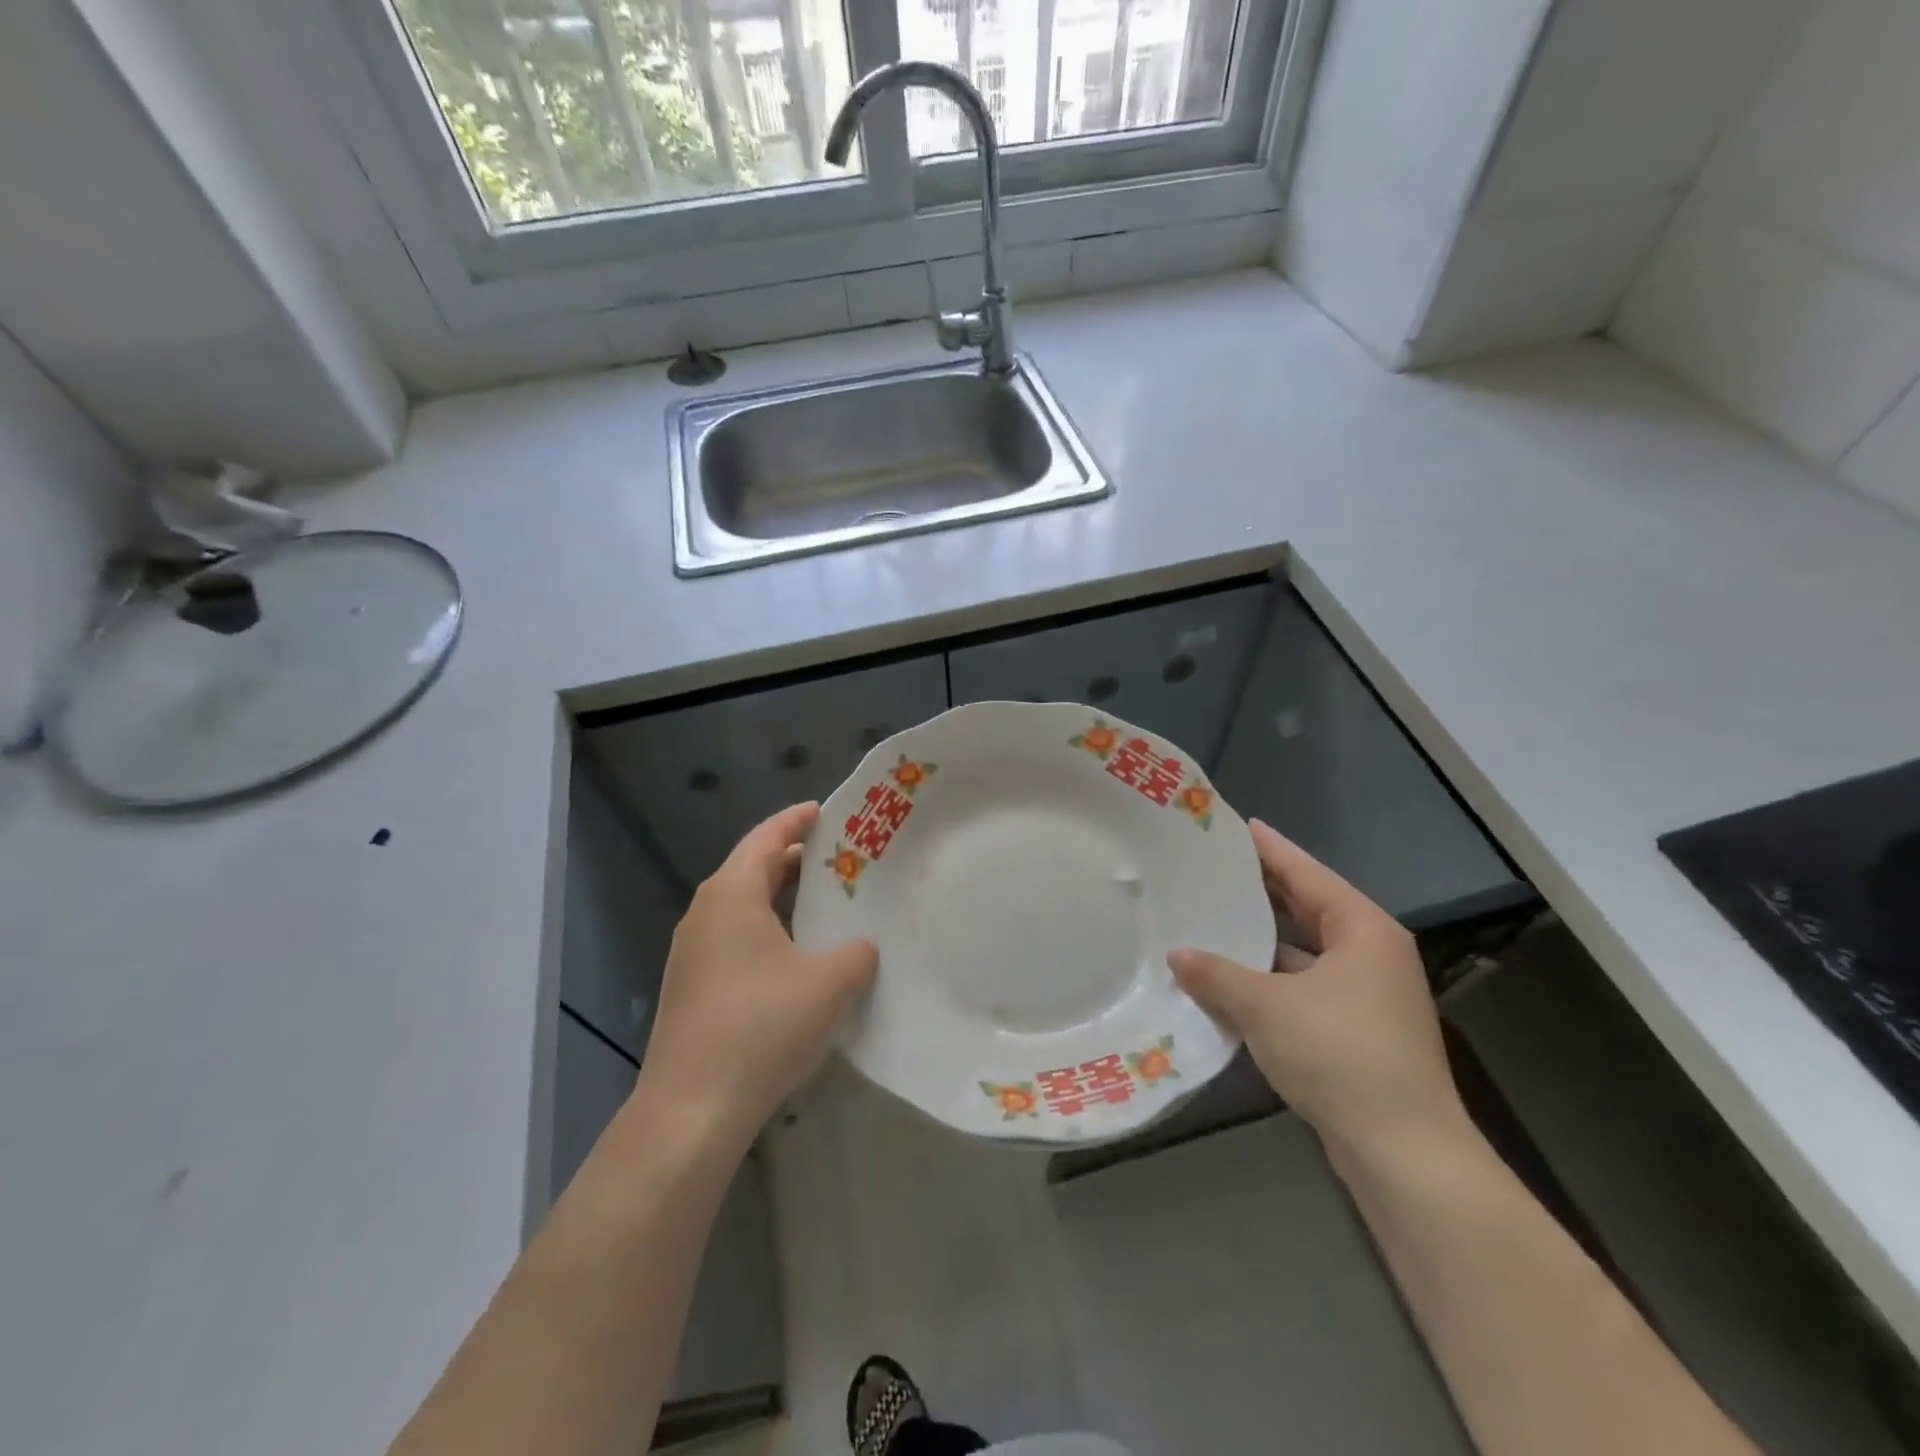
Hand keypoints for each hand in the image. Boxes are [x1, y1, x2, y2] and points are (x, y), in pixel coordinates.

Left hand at [635, 803, 877, 1149]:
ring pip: (745, 906)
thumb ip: (857, 953)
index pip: (767, 837)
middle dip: (797, 860)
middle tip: (842, 858)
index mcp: (732, 894)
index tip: (829, 811)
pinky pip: (737, 937)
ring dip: (783, 898)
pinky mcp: (693, 985)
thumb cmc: (762, 1027)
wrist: (691, 1110)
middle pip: (754, 868)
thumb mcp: (830, 984)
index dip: (799, 820)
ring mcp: (693, 951)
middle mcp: (705, 912)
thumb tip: (861, 947)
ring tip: (826, 902)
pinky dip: (770, 929)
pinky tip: (798, 955)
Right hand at [1168, 820, 1467, 1161]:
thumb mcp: (1266, 1005)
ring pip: (1304, 951)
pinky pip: (1303, 986)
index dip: (1270, 849)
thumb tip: (1177, 954)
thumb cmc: (1339, 1054)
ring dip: (1262, 940)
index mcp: (1362, 930)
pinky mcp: (1355, 1031)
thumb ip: (1216, 974)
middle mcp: (1370, 954)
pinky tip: (1230, 980)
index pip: (1307, 874)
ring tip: (1212, 919)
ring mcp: (1367, 995)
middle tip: (1214, 868)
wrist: (1403, 1152)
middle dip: (1262, 890)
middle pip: (1308, 908)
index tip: (1237, 825)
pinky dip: (1269, 980)